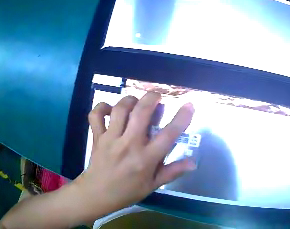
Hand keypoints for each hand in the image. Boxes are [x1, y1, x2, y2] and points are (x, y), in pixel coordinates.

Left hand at [73, 92, 195, 219]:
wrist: (97, 194)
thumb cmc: (127, 192)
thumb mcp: (153, 185)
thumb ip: (172, 172)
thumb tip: (193, 163)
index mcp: (146, 159)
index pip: (168, 135)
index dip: (182, 118)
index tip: (190, 105)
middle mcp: (129, 144)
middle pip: (141, 112)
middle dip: (151, 98)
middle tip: (157, 95)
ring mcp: (110, 139)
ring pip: (119, 109)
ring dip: (130, 100)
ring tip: (135, 102)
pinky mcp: (97, 137)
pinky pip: (96, 115)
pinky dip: (102, 107)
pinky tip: (109, 109)